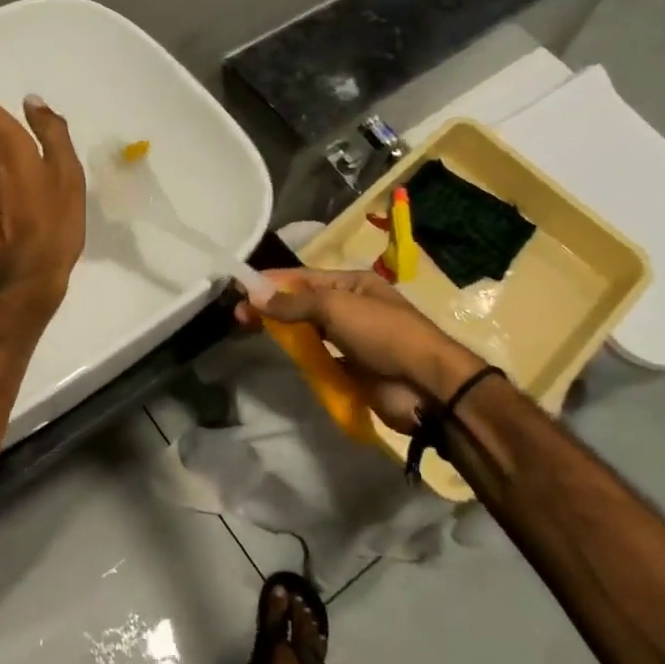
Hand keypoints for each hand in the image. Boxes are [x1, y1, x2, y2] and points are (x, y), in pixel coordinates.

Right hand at [234, 269, 481, 432]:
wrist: (426, 385)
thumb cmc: (383, 334)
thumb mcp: (336, 307)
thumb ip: (294, 302)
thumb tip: (253, 293)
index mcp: (353, 284)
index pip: (304, 278)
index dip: (272, 282)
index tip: (239, 289)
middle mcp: (352, 308)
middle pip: (303, 304)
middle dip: (273, 308)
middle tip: (239, 317)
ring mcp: (352, 341)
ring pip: (309, 332)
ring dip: (284, 333)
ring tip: (252, 335)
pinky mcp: (351, 370)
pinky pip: (319, 359)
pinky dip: (300, 358)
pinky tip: (280, 359)